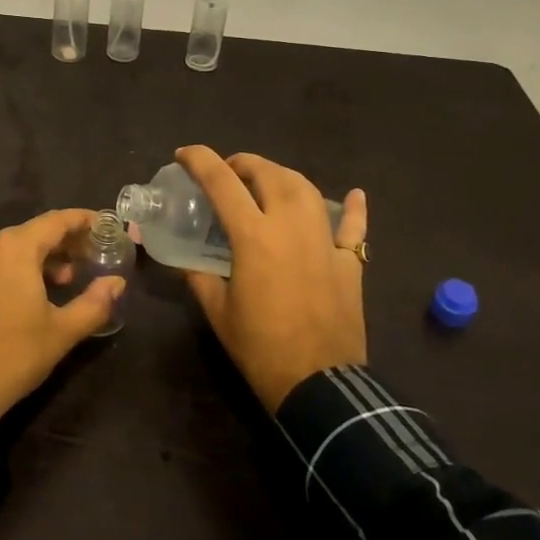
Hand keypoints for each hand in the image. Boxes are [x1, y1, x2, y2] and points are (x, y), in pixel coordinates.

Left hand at [0, 209, 125, 425]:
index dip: (83, 220)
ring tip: (61, 282)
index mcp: (14, 248)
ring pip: (9, 250)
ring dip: (38, 259)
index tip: (104, 225)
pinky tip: (25, 297)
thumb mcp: (62, 332)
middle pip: (32, 233)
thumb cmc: (13, 355)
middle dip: (62, 243)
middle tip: (87, 259)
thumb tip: (117, 283)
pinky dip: (13, 271)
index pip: (56, 221)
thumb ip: (94, 303)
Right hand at [175, 145, 367, 412]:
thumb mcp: (218, 312)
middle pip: (269, 174)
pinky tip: (354, 195)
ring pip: (307, 189)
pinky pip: (354, 226)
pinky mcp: (350, 262)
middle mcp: (291, 226)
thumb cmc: (260, 347)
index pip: (222, 182)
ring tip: (267, 182)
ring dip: (283, 177)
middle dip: (244, 163)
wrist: (318, 384)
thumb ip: (199, 277)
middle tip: (228, 171)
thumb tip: (187, 262)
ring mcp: (325, 241)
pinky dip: (354, 208)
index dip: (200, 161)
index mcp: (254, 236)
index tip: (184, 155)